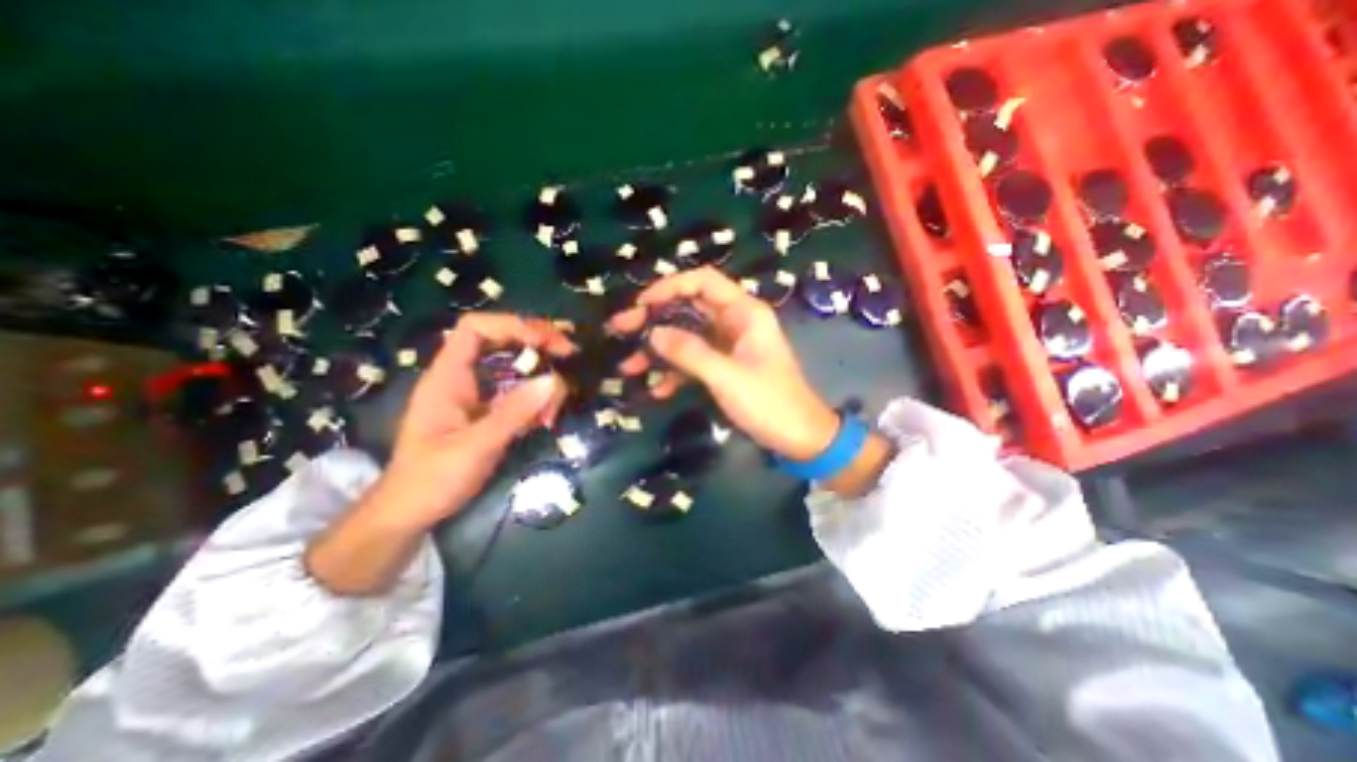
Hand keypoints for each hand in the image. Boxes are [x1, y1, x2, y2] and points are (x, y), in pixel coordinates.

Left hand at [379, 310, 573, 528]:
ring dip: (541, 379)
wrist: (410, 513)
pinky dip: (538, 400)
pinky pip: (519, 393)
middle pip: (501, 341)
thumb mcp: (475, 446)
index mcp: (448, 376)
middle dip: (537, 343)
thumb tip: (554, 380)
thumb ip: (514, 412)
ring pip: (515, 368)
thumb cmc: (433, 479)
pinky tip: (546, 419)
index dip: (513, 325)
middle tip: (569, 354)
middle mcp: (463, 377)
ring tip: (555, 406)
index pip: (476, 328)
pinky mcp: (488, 411)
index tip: (548, 341)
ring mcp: (477, 394)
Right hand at [605, 268, 838, 458]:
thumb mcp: (727, 377)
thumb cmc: (770, 403)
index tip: (641, 305)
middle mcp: (735, 322)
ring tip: (630, 366)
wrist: (800, 438)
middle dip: (655, 319)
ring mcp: (729, 345)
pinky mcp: (725, 366)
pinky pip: (694, 360)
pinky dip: (675, 371)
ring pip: (687, 336)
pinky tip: (657, 389)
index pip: (703, 281)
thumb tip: (653, 333)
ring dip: (659, 349)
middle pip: (689, 308)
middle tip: (622, 330)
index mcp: (745, 313)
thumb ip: (689, 352)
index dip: (670, 286)